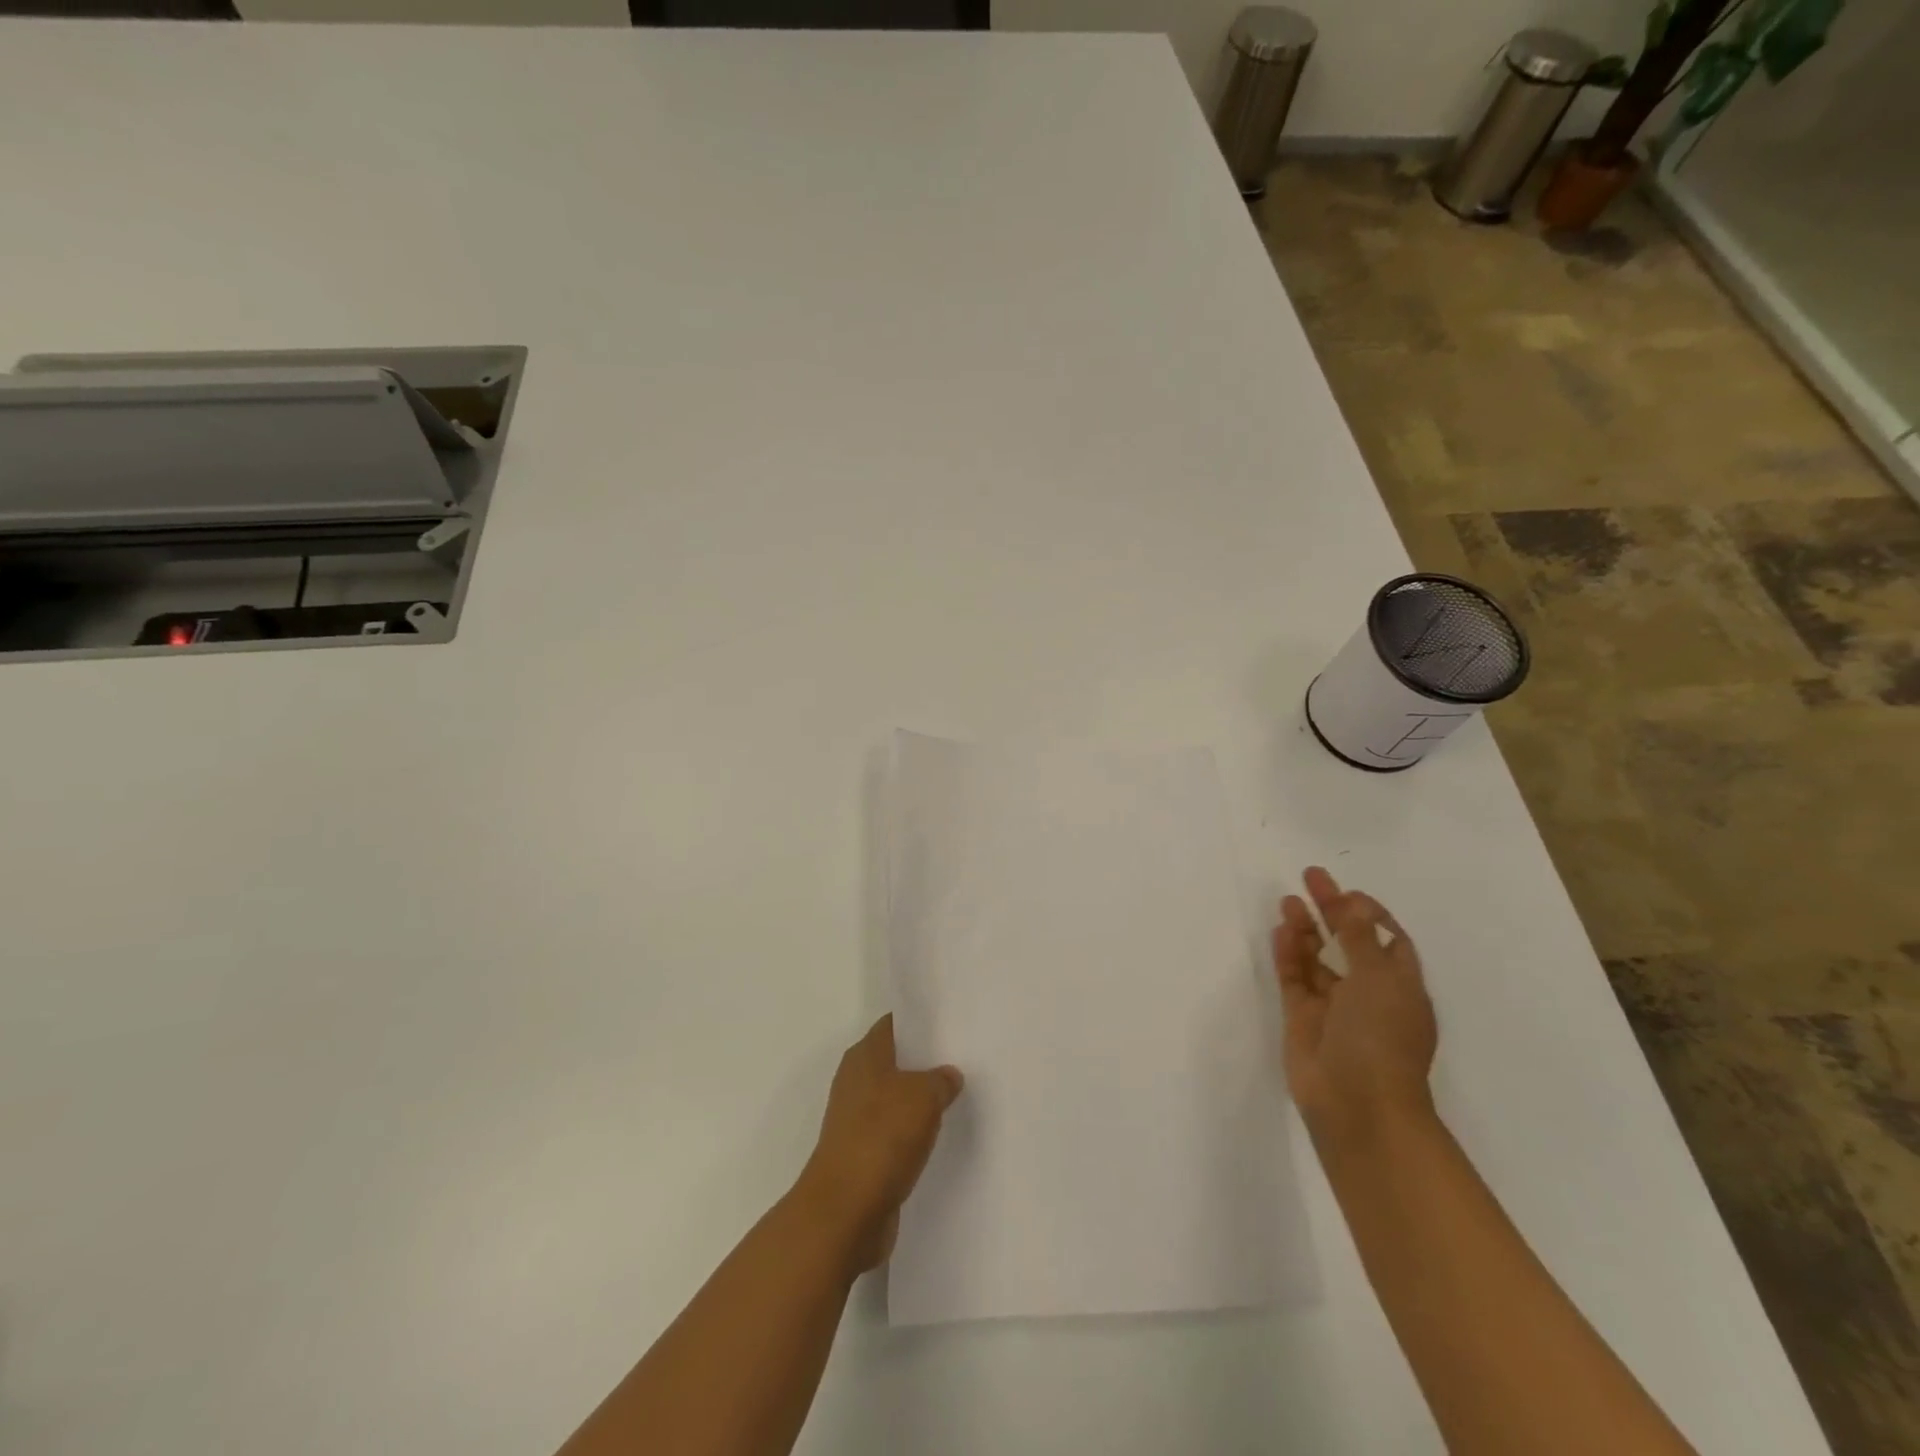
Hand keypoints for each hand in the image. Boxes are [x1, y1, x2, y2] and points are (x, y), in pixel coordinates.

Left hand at [793, 1015, 963, 1271]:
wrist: (845, 1212)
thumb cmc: (881, 1138)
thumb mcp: (923, 1096)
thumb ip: (940, 1080)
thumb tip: (948, 1075)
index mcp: (864, 1056)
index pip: (894, 1024)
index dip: (920, 1021)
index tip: (951, 1020)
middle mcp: (856, 1081)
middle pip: (896, 1061)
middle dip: (925, 1060)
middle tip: (964, 1057)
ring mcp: (856, 1120)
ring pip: (896, 1098)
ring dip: (921, 1100)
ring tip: (959, 1096)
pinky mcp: (863, 1155)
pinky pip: (895, 1133)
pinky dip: (914, 1133)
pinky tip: (940, 1136)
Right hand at [1272, 867, 1437, 1154]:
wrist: (1357, 1105)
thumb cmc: (1381, 1037)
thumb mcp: (1378, 979)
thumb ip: (1360, 937)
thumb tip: (1354, 901)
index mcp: (1400, 987)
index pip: (1388, 941)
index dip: (1370, 914)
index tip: (1347, 891)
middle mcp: (1368, 994)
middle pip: (1348, 943)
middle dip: (1331, 910)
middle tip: (1309, 878)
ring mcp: (1334, 1007)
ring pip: (1317, 959)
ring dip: (1306, 929)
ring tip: (1287, 901)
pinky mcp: (1303, 1019)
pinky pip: (1294, 978)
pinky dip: (1288, 955)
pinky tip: (1281, 931)